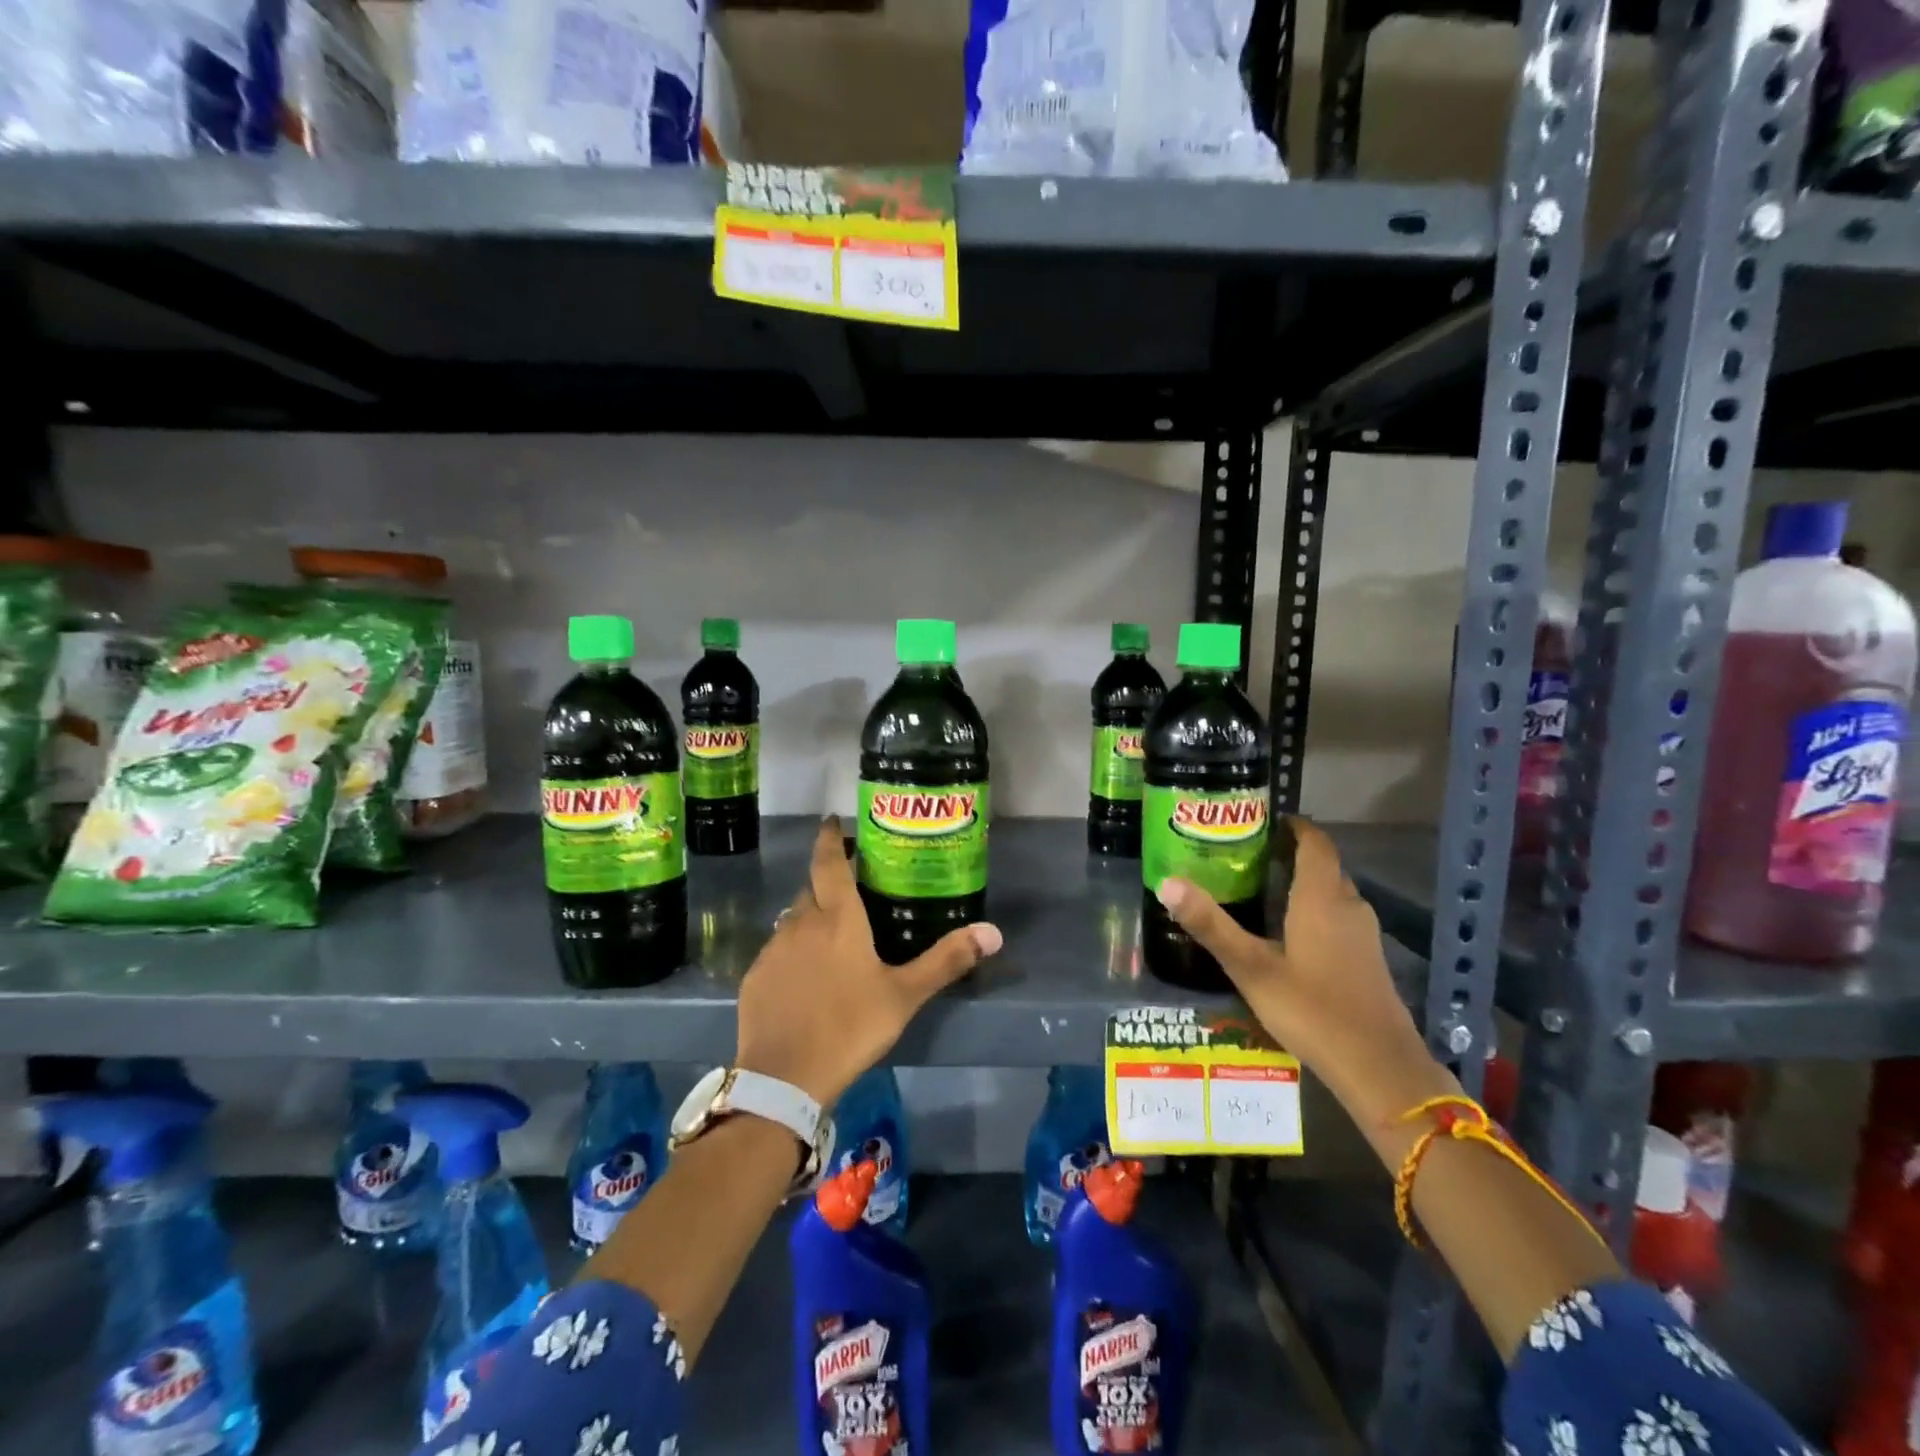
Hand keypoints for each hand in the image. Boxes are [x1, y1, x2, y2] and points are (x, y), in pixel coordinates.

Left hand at [734, 816, 1002, 1107]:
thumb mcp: (904, 995)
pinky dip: (794, 950)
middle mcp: (801, 922)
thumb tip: (993, 932)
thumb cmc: (850, 1026)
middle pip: (812, 888)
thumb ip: (946, 961)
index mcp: (838, 918)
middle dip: (827, 880)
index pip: (829, 862)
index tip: (832, 820)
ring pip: (793, 919)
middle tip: (850, 886)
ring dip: (811, 917)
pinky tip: (806, 975)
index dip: (830, 838)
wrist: (784, 1078)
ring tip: (831, 934)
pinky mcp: (755, 977)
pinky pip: (778, 950)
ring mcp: (774, 950)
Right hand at [1154, 816, 1453, 1134]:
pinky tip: (1291, 932)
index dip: (1294, 826)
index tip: (1264, 820)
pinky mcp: (1369, 959)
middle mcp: (1348, 905)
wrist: (1379, 1067)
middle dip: (1292, 853)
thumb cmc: (1312, 1009)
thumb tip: (1166, 882)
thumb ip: (1210, 924)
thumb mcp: (1251, 967)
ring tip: (1263, 887)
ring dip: (1304, 882)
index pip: (1315, 842)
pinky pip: (1340, 917)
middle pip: (1324, 866)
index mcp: (1320, 897)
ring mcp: (1364, 934)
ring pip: (1333, 893)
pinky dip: (1316, 909)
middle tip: (1250, 854)